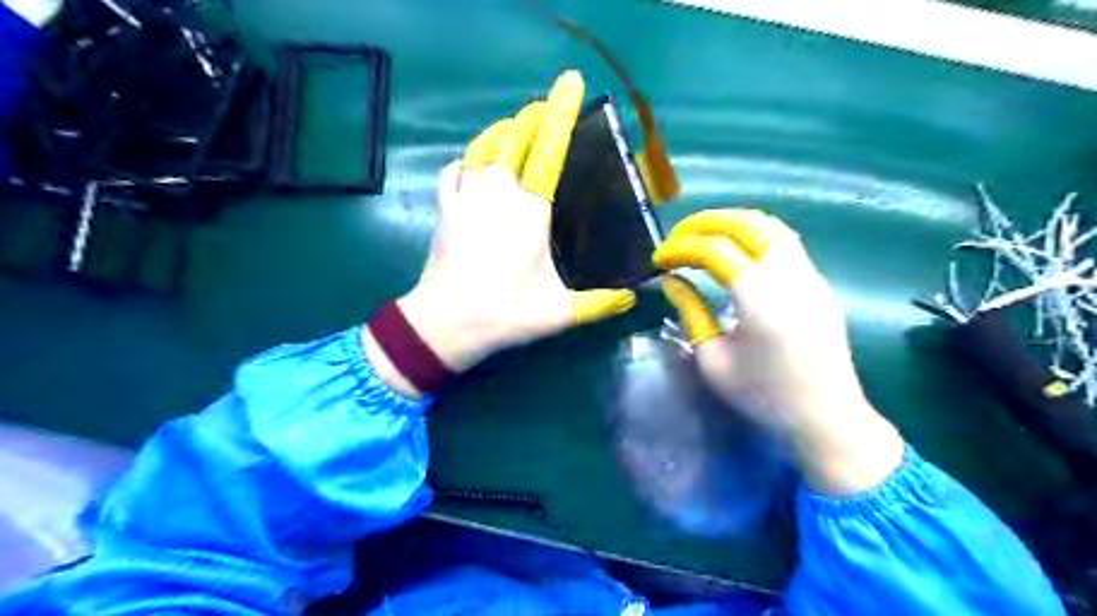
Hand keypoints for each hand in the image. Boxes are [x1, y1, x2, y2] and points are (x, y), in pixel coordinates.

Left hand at [366, 71, 634, 397]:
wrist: (444, 324)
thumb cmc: (505, 313)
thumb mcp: (560, 313)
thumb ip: (600, 303)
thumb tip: (634, 298)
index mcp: (529, 209)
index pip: (549, 148)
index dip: (561, 112)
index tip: (571, 81)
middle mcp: (497, 191)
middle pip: (515, 137)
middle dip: (533, 117)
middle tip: (548, 112)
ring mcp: (466, 197)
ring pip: (483, 146)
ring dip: (502, 132)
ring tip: (516, 130)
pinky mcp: (445, 209)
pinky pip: (454, 170)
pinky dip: (467, 160)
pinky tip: (473, 165)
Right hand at [655, 208, 903, 496]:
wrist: (827, 418)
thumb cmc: (763, 396)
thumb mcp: (713, 360)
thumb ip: (690, 312)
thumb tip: (671, 280)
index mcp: (758, 298)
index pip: (714, 250)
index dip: (681, 248)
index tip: (659, 260)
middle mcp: (788, 276)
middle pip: (747, 224)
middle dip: (706, 222)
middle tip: (678, 236)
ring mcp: (810, 276)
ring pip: (771, 227)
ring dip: (733, 223)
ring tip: (704, 236)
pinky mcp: (820, 284)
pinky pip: (786, 243)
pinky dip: (755, 236)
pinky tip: (737, 252)